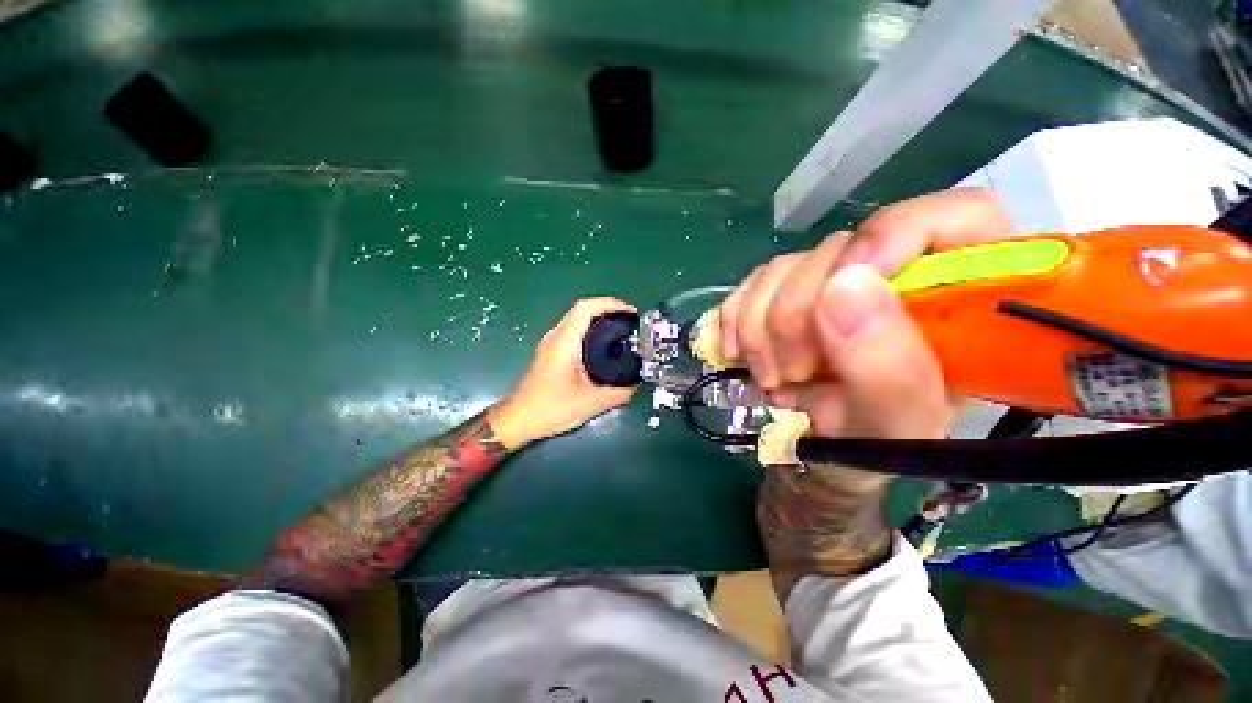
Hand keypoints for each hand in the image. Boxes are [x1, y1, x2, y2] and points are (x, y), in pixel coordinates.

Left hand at [489, 297, 638, 448]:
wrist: (519, 419)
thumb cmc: (550, 408)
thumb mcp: (590, 404)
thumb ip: (618, 394)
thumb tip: (636, 384)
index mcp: (565, 343)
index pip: (586, 308)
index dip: (610, 304)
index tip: (630, 312)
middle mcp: (556, 337)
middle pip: (582, 309)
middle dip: (609, 309)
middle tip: (630, 322)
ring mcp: (551, 343)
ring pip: (577, 319)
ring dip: (599, 318)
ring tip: (621, 330)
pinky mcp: (550, 351)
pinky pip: (573, 329)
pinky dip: (591, 329)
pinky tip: (603, 345)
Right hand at [720, 189, 1012, 442]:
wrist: (820, 460)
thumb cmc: (874, 453)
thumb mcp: (895, 430)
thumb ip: (888, 368)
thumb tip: (845, 285)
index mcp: (956, 307)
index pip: (956, 217)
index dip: (893, 236)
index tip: (841, 289)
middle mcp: (891, 282)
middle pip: (839, 250)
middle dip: (797, 313)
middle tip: (790, 373)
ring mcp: (830, 287)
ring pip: (784, 267)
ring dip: (759, 326)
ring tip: (769, 378)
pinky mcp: (784, 297)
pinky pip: (749, 285)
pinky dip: (734, 320)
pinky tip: (737, 355)